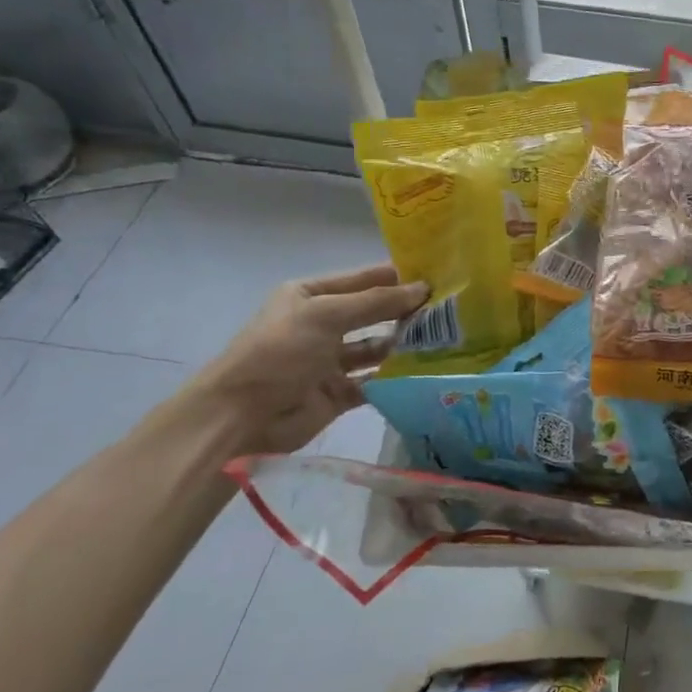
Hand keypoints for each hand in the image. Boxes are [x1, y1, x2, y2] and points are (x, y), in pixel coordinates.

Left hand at [182, 265, 427, 457]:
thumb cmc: (280, 351)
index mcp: (311, 296)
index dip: (398, 276)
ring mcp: (331, 360)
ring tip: (446, 339)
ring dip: (404, 343)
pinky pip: (376, 380)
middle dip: (406, 310)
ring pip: (377, 347)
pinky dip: (396, 376)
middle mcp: (322, 324)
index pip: (363, 279)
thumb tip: (422, 288)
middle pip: (373, 313)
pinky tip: (427, 370)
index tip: (439, 275)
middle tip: (450, 308)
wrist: (241, 416)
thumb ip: (376, 302)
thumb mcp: (327, 315)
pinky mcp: (340, 392)